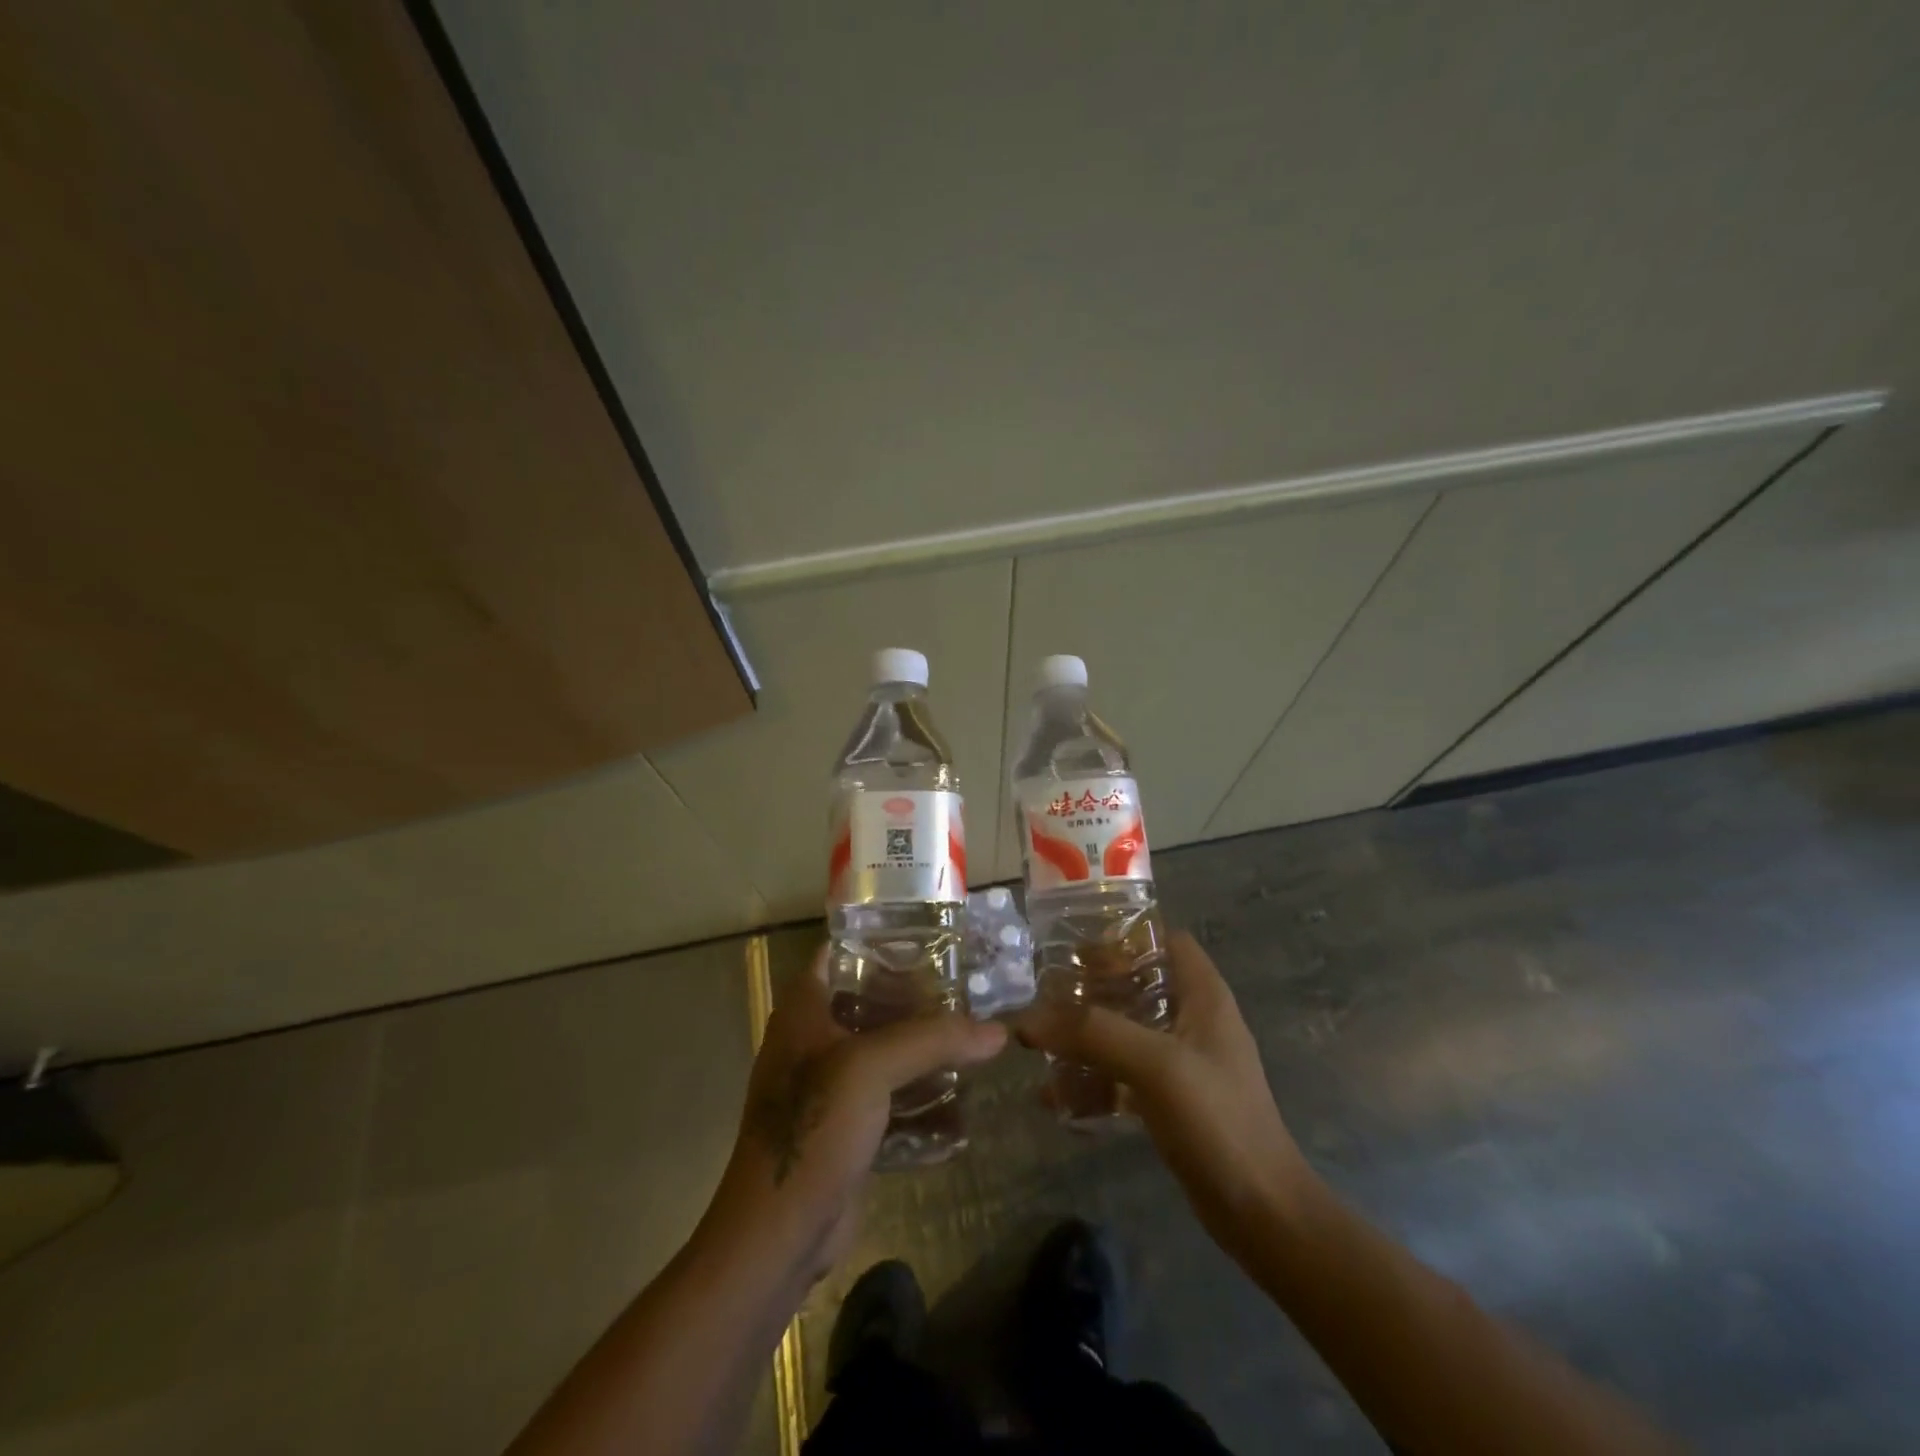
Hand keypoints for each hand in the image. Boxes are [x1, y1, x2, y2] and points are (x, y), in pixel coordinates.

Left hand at [704, 943, 1007, 1279]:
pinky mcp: (848, 1126)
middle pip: (871, 1001)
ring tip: (974, 1036)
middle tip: (969, 988)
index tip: (932, 937)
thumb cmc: (813, 1129)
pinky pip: (892, 1097)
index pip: (840, 953)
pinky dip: (922, 1095)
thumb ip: (934, 1040)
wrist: (779, 1234)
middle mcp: (814, 1040)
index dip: (881, 941)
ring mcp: (830, 1086)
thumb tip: (998, 1030)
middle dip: (918, 997)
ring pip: (886, 1051)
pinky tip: (962, 1096)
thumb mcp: (871, 1068)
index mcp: (804, 1010)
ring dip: (924, 1049)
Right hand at [1014, 931, 1319, 1252]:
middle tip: (1044, 996)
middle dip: (1090, 989)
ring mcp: (1182, 1061)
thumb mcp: (1155, 1065)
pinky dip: (1092, 1079)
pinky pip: (1122, 1074)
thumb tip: (1027, 1018)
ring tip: (1038, 1044)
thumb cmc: (1218, 1121)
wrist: (1262, 1214)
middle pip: (1136, 984)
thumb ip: (1093, 1033)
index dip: (1124, 938)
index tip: (1076, 951)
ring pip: (1124, 1030)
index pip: (1165, 940)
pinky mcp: (1171, 1099)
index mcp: (1203, 995)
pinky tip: (1055, 1096)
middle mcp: (1194, 1020)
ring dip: (1084, 1036)